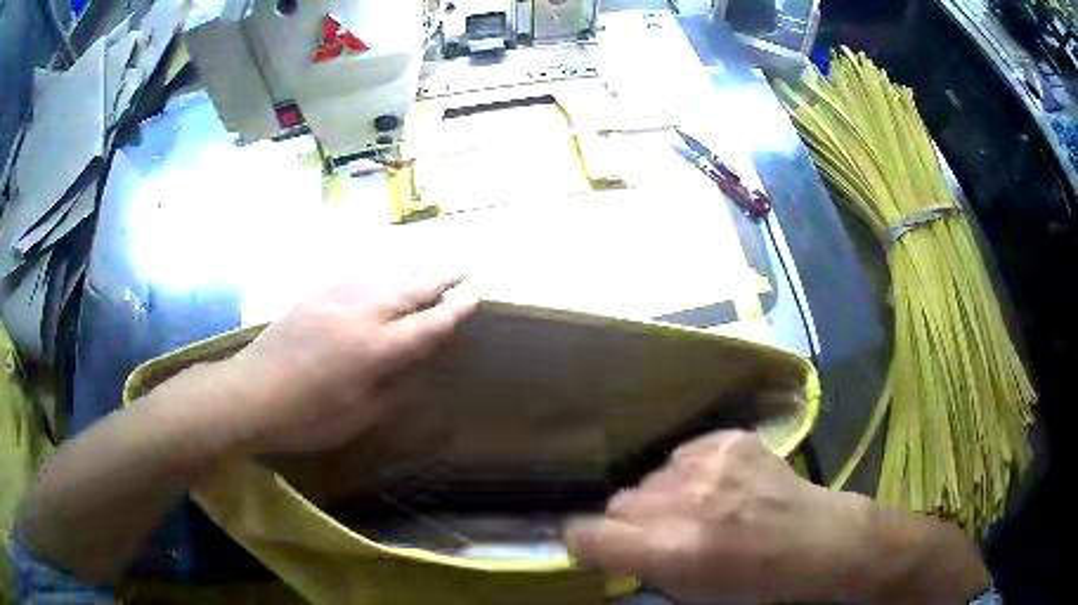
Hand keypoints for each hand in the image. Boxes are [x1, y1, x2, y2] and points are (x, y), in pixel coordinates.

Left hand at [223, 272, 476, 454]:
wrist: (252, 392)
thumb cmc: (308, 416)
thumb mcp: (358, 416)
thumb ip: (392, 390)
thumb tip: (414, 371)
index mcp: (376, 350)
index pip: (427, 324)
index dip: (455, 310)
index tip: (475, 294)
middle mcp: (362, 314)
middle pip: (411, 288)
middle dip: (441, 277)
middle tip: (464, 267)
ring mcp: (336, 298)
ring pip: (384, 274)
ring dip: (412, 268)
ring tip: (430, 263)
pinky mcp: (315, 295)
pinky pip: (357, 275)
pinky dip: (379, 271)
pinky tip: (383, 272)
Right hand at [567, 430, 885, 603]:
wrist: (815, 539)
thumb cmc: (755, 582)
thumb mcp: (689, 593)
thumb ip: (644, 567)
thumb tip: (612, 547)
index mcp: (671, 550)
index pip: (589, 535)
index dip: (584, 541)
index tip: (592, 545)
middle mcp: (683, 502)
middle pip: (619, 503)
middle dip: (631, 522)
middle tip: (660, 532)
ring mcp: (709, 464)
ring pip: (651, 477)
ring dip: (664, 496)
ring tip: (698, 506)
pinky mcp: (730, 439)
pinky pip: (684, 454)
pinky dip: (692, 471)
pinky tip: (720, 484)